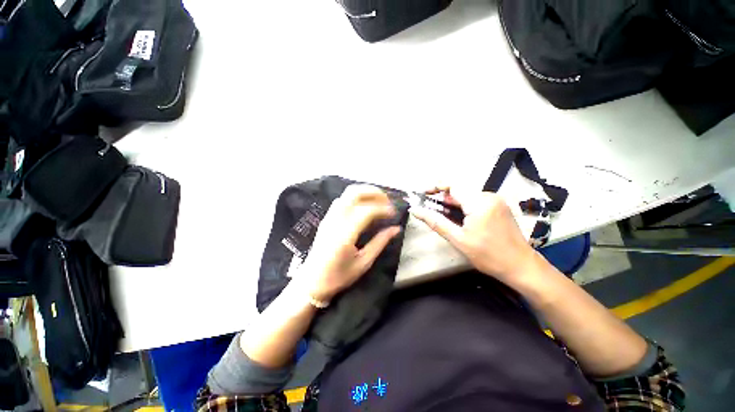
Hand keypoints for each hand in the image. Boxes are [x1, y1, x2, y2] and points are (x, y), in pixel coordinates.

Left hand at [299, 185, 400, 302]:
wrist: (311, 282)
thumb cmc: (338, 276)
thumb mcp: (364, 263)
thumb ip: (380, 242)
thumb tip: (396, 228)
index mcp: (345, 234)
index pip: (367, 211)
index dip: (383, 209)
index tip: (394, 213)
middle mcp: (336, 220)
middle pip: (355, 193)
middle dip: (374, 192)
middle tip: (388, 201)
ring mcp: (329, 217)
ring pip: (348, 193)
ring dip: (365, 192)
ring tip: (379, 201)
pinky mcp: (327, 218)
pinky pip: (343, 199)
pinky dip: (356, 197)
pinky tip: (364, 206)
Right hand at [410, 189, 539, 285]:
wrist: (521, 266)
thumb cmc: (488, 255)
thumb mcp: (458, 239)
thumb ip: (435, 222)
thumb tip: (415, 210)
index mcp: (479, 202)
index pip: (453, 185)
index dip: (436, 187)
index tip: (423, 194)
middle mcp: (489, 196)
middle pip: (460, 190)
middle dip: (443, 198)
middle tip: (430, 209)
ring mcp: (496, 200)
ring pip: (467, 195)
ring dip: (453, 203)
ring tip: (442, 215)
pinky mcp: (499, 206)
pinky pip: (476, 200)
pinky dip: (463, 206)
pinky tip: (458, 218)